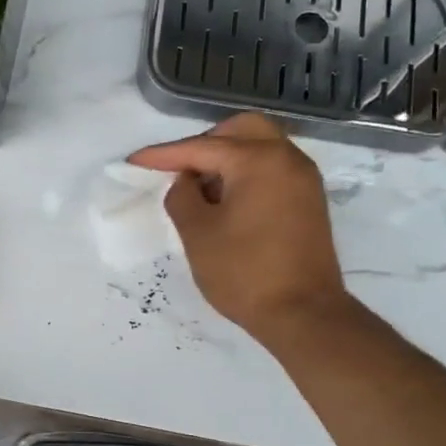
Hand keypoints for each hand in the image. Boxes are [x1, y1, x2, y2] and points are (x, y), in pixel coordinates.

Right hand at [128, 113, 355, 350]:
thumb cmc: (244, 272)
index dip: (164, 155)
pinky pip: (274, 169)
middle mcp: (287, 158)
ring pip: (261, 147)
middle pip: (241, 130)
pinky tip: (228, 201)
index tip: (135, 161)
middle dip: (205, 143)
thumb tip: (186, 181)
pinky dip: (248, 173)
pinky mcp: (310, 201)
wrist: (303, 314)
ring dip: (229, 158)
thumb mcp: (198, 233)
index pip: (202, 147)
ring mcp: (304, 179)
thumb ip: (182, 196)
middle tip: (180, 169)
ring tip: (202, 189)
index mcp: (258, 160)